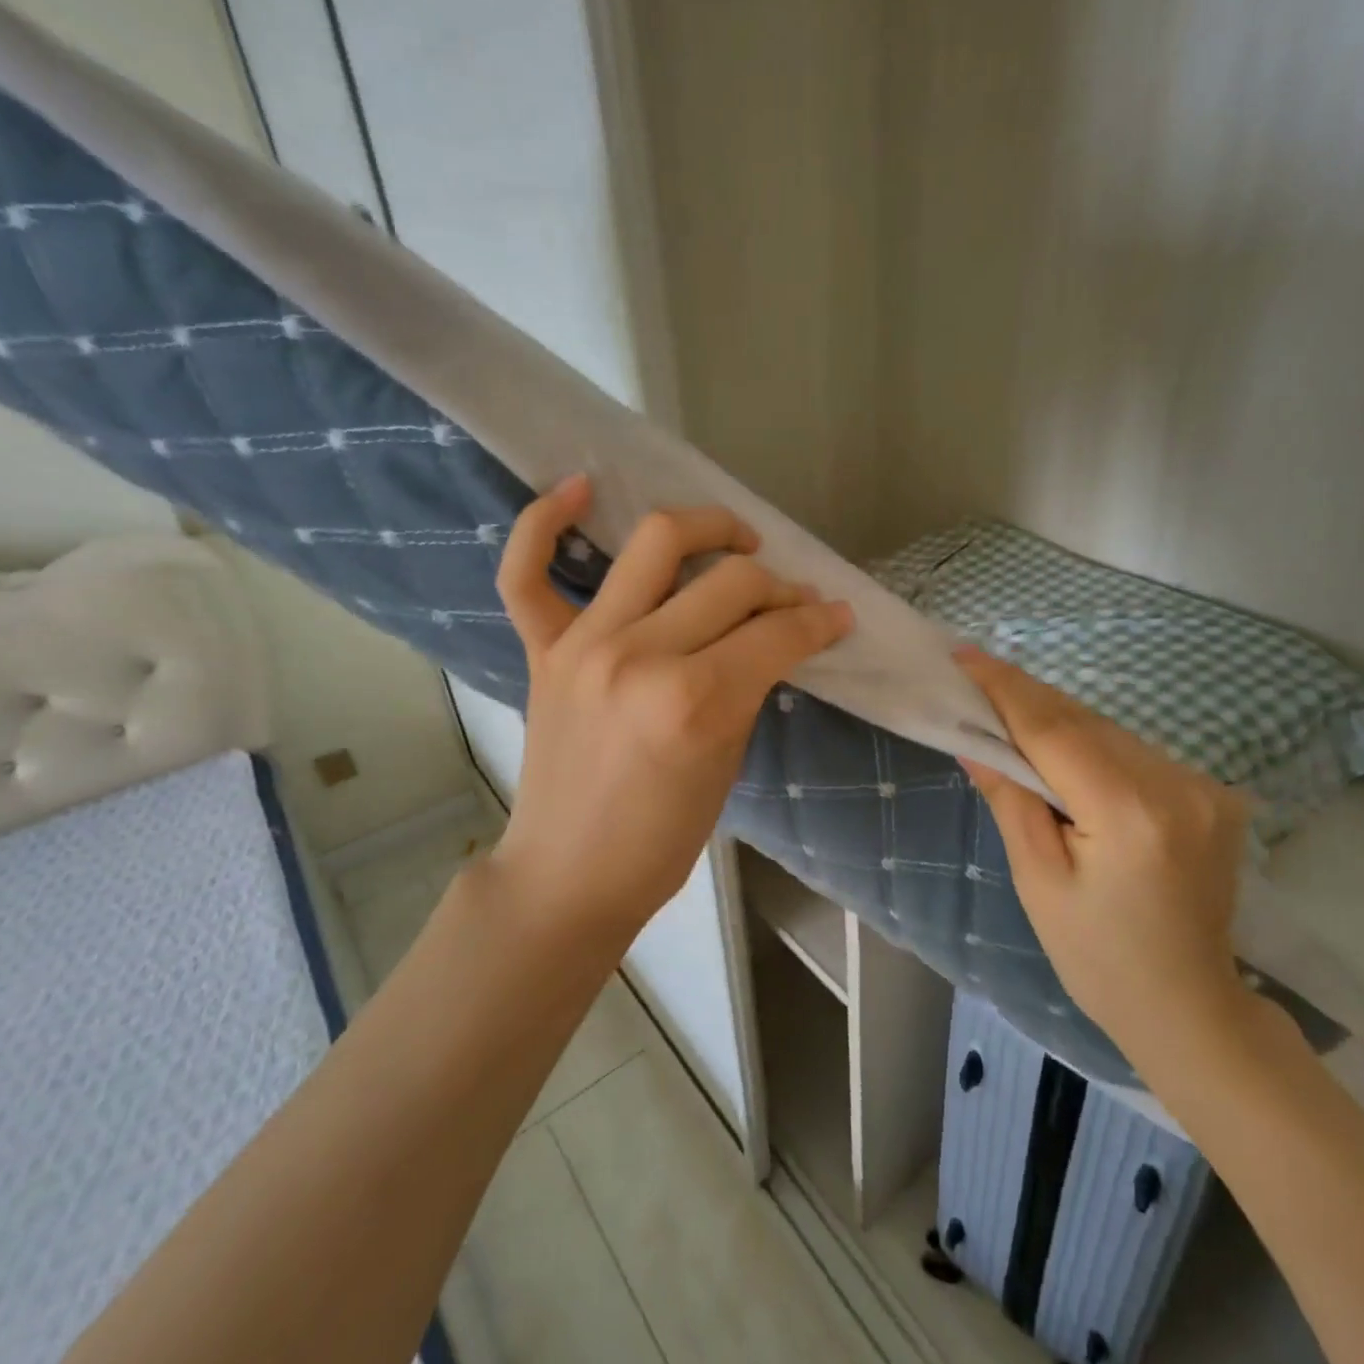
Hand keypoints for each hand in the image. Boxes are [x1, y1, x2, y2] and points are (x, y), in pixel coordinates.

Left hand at [491, 477, 853, 940]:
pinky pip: (525, 571)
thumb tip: (777, 636)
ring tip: (736, 539)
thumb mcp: (727, 762)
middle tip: (794, 601)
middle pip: (730, 581)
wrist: (569, 874)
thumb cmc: (661, 839)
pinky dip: (544, 523)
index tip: (838, 617)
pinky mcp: (542, 649)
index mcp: (694, 700)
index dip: (819, 620)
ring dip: (708, 527)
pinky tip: (581, 489)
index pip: (776, 632)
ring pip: (654, 544)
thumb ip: (749, 686)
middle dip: (780, 586)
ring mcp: (582, 644)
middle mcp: (638, 655)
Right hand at [955, 647, 1256, 1060]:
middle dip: (1024, 696)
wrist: (1189, 1007)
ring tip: (1004, 707)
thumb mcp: (1037, 878)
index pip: (1054, 729)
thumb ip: (1009, 798)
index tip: (963, 655)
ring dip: (1054, 717)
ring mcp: (1202, 787)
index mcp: (1130, 812)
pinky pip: (1132, 751)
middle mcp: (1176, 785)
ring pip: (1107, 730)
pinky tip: (1057, 747)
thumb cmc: (1096, 956)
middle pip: (1082, 721)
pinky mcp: (1209, 794)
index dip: (1004, 688)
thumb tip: (973, 739)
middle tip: (973, 674)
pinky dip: (1088, 741)